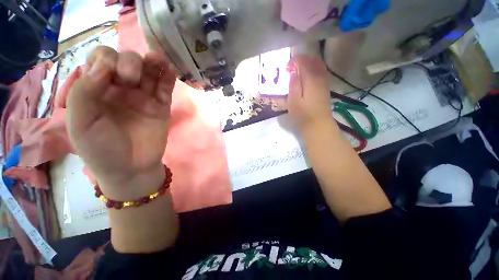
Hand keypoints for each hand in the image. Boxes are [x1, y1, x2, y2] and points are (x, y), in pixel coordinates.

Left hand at [67, 46, 175, 200]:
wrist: (131, 169)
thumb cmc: (101, 150)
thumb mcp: (80, 123)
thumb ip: (84, 92)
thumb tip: (103, 66)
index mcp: (97, 90)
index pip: (101, 60)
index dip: (107, 60)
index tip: (110, 76)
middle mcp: (120, 89)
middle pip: (127, 61)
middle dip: (130, 62)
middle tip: (130, 80)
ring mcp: (143, 97)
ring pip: (149, 71)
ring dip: (154, 62)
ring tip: (158, 60)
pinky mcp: (161, 107)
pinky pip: (165, 88)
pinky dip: (169, 77)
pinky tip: (170, 69)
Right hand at [287, 55, 333, 133]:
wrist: (318, 125)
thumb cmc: (303, 115)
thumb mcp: (293, 101)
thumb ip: (293, 85)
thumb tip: (293, 72)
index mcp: (311, 79)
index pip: (304, 62)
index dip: (294, 61)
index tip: (286, 67)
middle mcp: (320, 77)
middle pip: (313, 61)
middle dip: (302, 60)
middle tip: (291, 66)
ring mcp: (324, 82)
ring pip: (318, 65)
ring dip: (308, 64)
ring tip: (298, 70)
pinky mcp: (325, 88)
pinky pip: (321, 72)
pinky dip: (313, 69)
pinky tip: (306, 76)